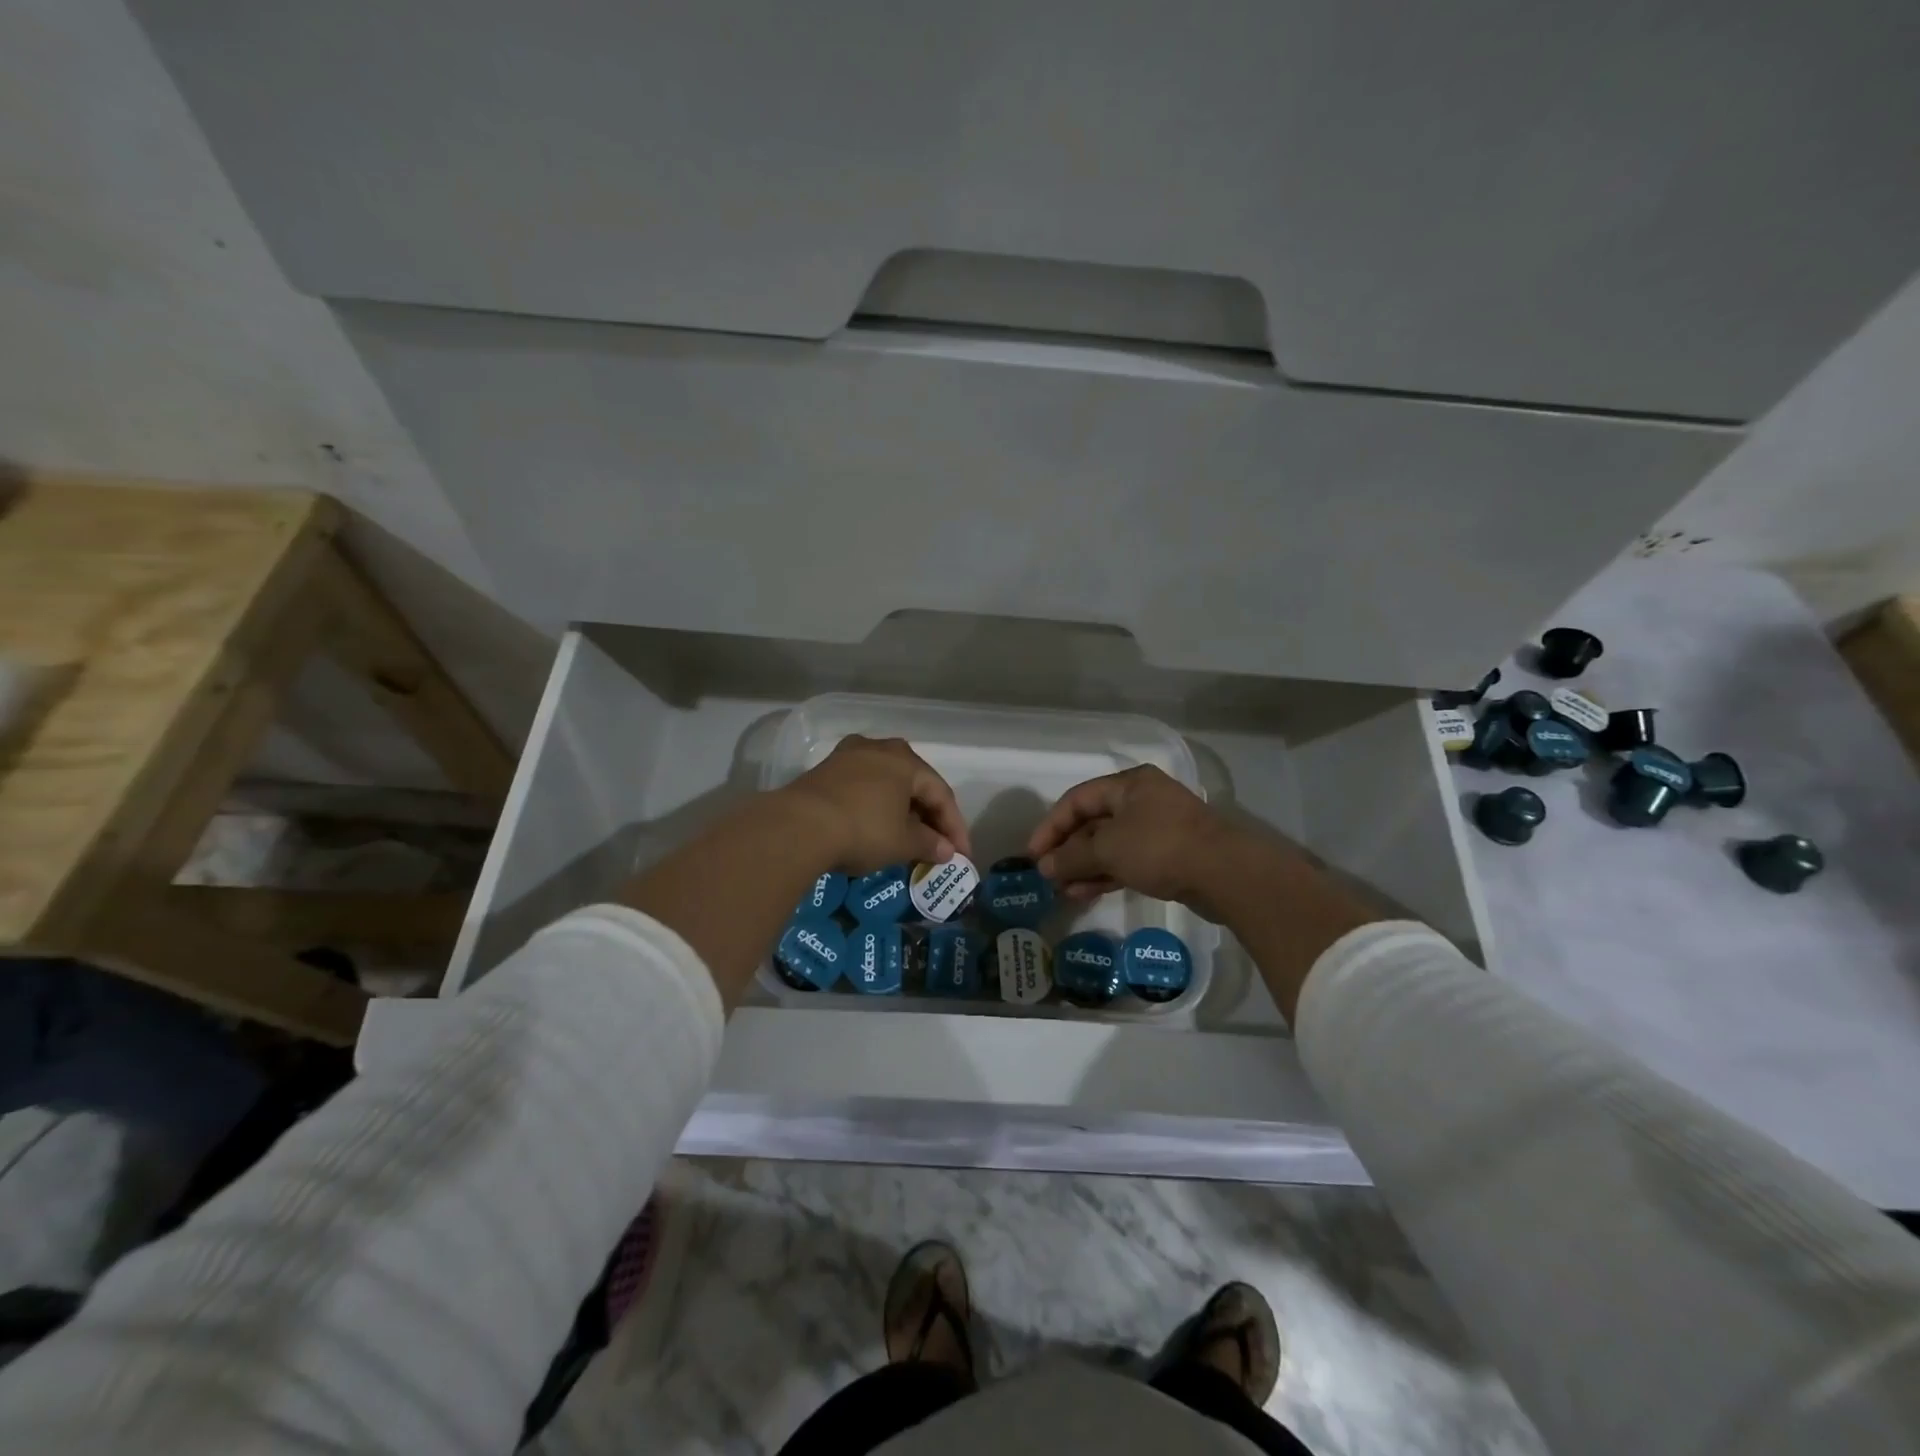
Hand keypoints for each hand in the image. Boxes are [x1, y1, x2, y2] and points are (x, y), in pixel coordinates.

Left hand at [778, 735, 971, 875]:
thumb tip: (946, 851)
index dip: (955, 827)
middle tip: (936, 845)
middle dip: (928, 816)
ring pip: (887, 783)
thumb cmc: (862, 830)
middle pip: (914, 784)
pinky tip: (876, 825)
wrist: (798, 827)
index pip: (941, 794)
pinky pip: (863, 787)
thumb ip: (929, 844)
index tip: (961, 855)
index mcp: (906, 760)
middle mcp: (880, 748)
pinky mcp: (825, 770)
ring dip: (901, 810)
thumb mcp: (903, 843)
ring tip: (907, 837)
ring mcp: (848, 756)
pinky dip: (876, 806)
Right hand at [1028, 765, 1249, 916]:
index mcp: (1129, 784)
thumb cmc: (1160, 847)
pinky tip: (1085, 893)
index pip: (1077, 799)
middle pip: (1093, 822)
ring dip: (1084, 866)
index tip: (1033, 855)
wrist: (1225, 874)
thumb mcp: (1108, 849)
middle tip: (1047, 876)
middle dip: (1067, 850)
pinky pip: (1127, 861)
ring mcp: (1157, 829)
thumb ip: (1072, 857)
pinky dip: (1105, 874)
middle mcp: (1142, 800)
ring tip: (1062, 890)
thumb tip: (1044, 868)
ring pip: (1110, 845)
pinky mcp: (1168, 856)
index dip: (1051, 826)